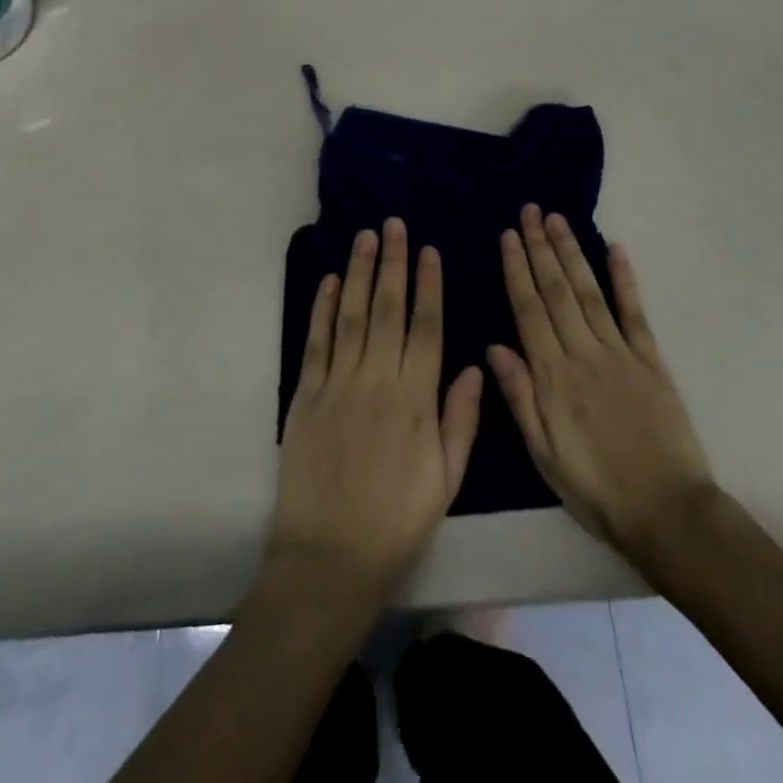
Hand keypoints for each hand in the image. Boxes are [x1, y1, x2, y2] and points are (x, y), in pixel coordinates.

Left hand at [270, 219, 484, 603]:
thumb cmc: (397, 521)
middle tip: (393, 225)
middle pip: (386, 308)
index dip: (427, 285)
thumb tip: (475, 365)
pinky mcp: (306, 395)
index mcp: (415, 398)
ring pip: (350, 315)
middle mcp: (377, 379)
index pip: (425, 326)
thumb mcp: (446, 478)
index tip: (427, 251)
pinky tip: (327, 281)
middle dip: (391, 263)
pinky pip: (316, 342)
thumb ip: (461, 418)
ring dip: (357, 272)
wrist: (330, 558)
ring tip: (364, 237)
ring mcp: (337, 383)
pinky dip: (321, 309)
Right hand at [488, 206, 713, 565]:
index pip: (528, 310)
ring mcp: (620, 352)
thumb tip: (494, 348)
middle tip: (530, 211)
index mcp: (553, 376)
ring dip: (571, 253)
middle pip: (556, 291)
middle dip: (540, 247)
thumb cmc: (596, 489)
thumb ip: (520, 398)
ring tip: (557, 220)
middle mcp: (583, 353)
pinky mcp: (651, 360)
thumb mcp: (544, 454)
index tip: (509, 236)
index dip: (517, 270)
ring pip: (589, 291)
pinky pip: (634, 312)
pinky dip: (624, 279)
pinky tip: (615, 250)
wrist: (668, 513)